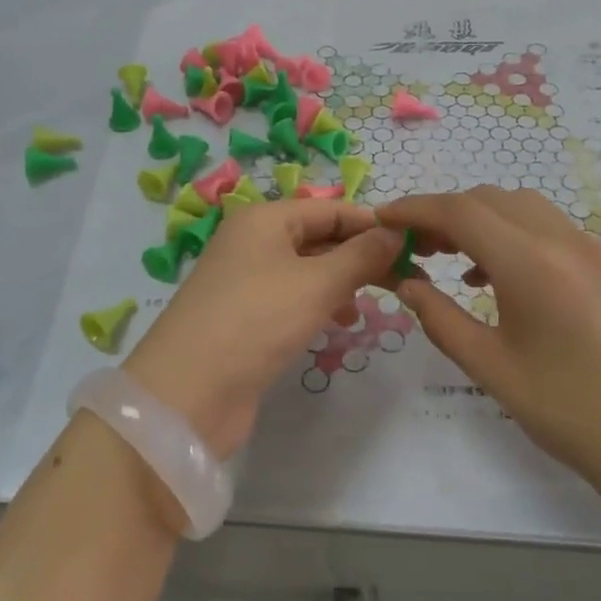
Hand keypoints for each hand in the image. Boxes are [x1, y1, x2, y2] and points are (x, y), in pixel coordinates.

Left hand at [125, 199, 403, 458]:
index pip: (330, 208)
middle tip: (405, 278)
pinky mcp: (245, 318)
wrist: (187, 393)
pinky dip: (319, 305)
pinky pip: (292, 299)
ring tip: (375, 303)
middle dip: (360, 256)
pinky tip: (340, 322)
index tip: (413, 245)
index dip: (371, 224)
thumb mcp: (317, 283)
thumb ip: (361, 255)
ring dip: (342, 282)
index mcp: (264, 219)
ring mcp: (246, 281)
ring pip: (307, 270)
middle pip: (319, 238)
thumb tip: (395, 232)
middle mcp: (253, 242)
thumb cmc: (256, 320)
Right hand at [376, 187, 600, 485]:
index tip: (383, 220)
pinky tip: (498, 276)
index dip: (415, 209)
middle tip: (416, 247)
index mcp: (531, 264)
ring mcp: (592, 248)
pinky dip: (513, 233)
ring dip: (480, 219)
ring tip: (453, 258)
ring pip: (521, 207)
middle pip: (489, 199)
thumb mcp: (489, 367)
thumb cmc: (566, 411)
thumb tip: (406, 282)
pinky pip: (549, 227)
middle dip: (445, 213)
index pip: (460, 211)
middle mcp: (564, 240)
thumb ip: (440, 317)